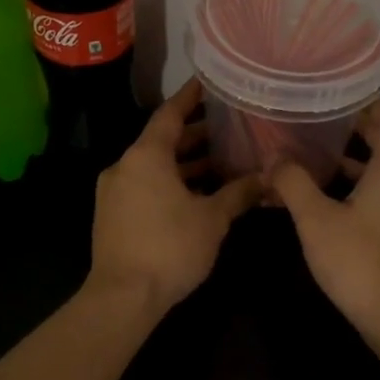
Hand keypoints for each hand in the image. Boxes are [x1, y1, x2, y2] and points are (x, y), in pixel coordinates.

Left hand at [89, 80, 260, 312]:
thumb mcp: (212, 219)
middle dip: (195, 135)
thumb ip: (238, 193)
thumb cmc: (170, 248)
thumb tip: (267, 179)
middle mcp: (125, 166)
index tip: (208, 82)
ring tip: (221, 161)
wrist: (123, 297)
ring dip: (185, 164)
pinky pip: (145, 186)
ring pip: (154, 167)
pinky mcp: (113, 215)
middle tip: (228, 127)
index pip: (170, 114)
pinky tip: (198, 194)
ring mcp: (114, 192)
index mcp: (146, 156)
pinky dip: (170, 183)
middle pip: (162, 141)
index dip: (191, 97)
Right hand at [265, 97, 379, 335]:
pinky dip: (352, 190)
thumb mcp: (316, 219)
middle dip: (355, 131)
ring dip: (351, 163)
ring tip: (314, 155)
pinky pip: (376, 199)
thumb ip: (293, 184)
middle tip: (319, 119)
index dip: (371, 104)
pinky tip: (323, 201)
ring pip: (379, 175)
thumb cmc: (360, 261)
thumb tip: (273, 159)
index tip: (343, 91)